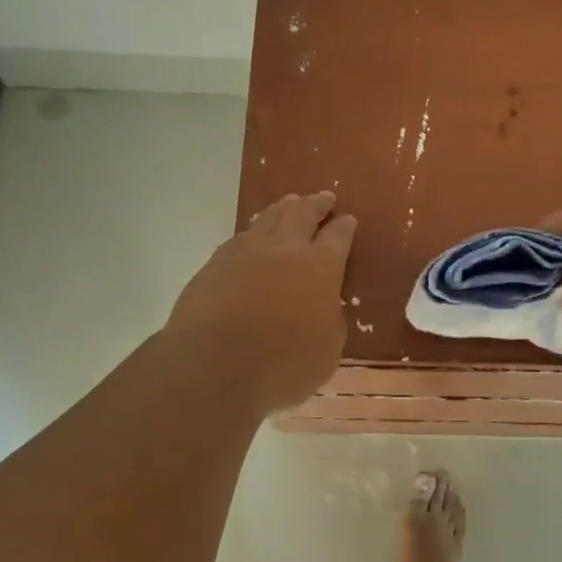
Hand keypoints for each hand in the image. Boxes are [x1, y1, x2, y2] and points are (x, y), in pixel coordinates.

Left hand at [165, 191, 356, 413]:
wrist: (213, 364)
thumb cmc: (282, 364)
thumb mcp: (327, 350)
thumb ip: (329, 319)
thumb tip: (323, 305)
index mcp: (320, 266)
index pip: (338, 237)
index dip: (344, 227)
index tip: (348, 219)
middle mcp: (285, 248)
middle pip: (303, 213)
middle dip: (316, 204)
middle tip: (324, 197)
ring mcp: (246, 251)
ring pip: (268, 218)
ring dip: (283, 208)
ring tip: (290, 202)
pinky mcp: (214, 263)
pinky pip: (240, 237)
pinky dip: (253, 231)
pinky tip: (252, 236)